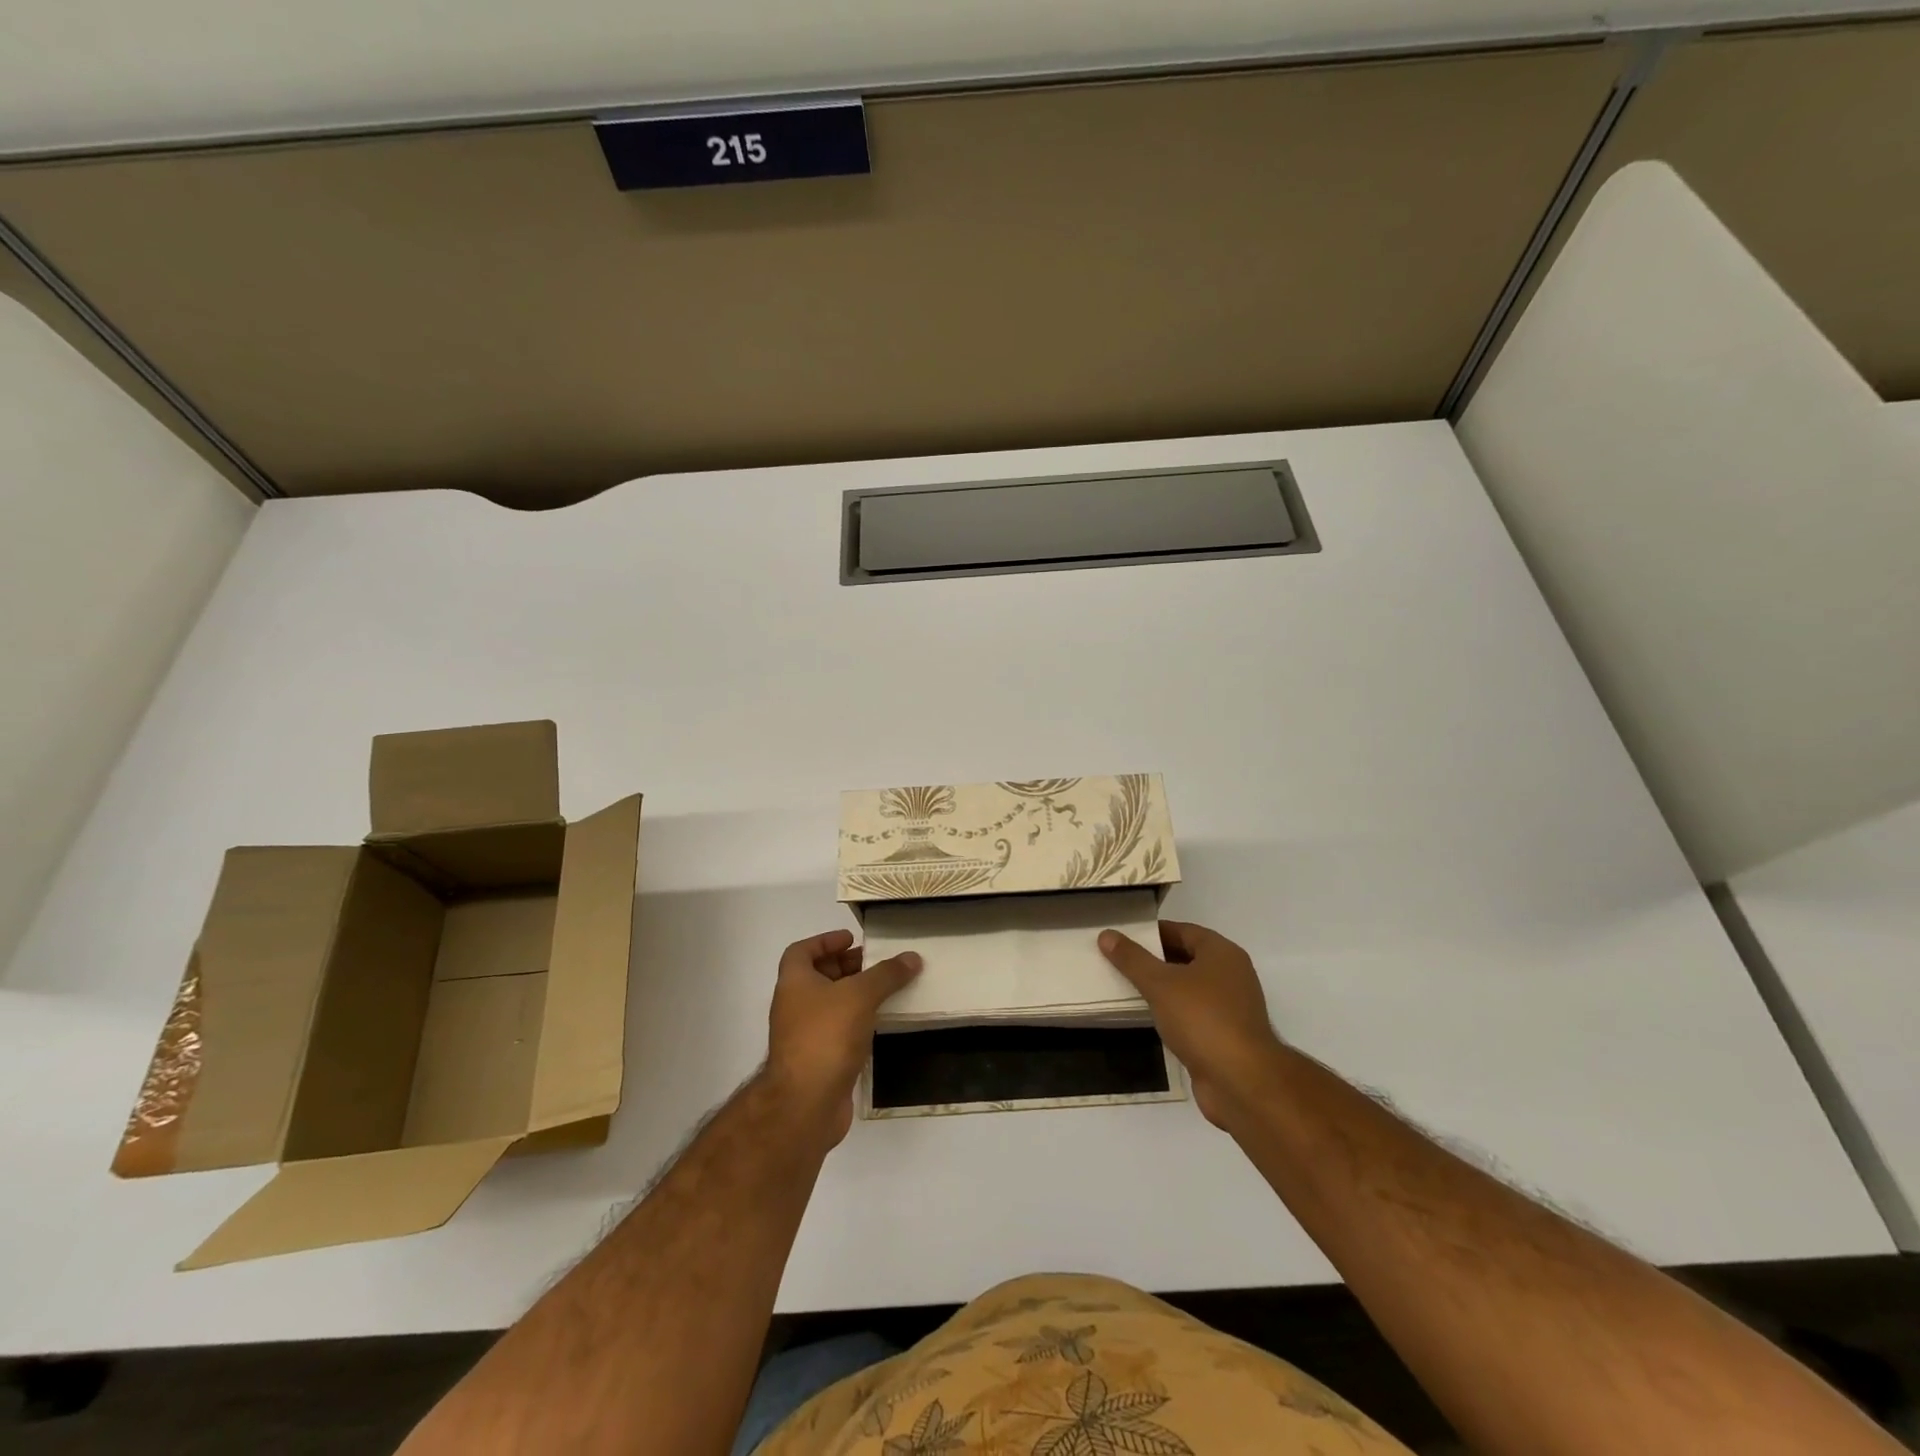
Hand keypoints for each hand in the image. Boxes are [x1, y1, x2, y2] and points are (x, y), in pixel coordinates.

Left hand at [765, 929, 921, 1146]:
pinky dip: (857, 1022)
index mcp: (794, 982)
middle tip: (876, 963)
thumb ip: (886, 974)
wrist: (806, 1103)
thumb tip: (912, 957)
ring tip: (886, 989)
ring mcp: (803, 1035)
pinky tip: (881, 1023)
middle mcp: (794, 1006)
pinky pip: (838, 1031)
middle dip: (846, 967)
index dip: (825, 941)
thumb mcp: (860, 995)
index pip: (801, 951)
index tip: (851, 939)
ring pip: (830, 1005)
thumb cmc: (826, 1036)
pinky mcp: (818, 1060)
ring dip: (854, 995)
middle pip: (818, 976)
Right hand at [1099, 920, 1285, 1127]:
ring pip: (1189, 989)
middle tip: (1119, 961)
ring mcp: (1231, 1008)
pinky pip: (1192, 1014)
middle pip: (1186, 958)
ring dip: (1162, 989)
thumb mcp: (1160, 984)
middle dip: (1154, 960)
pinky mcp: (1225, 1036)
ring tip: (1126, 988)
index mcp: (1222, 953)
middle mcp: (1231, 975)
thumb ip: (1132, 959)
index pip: (1182, 930)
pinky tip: (1148, 1019)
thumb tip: (1107, 934)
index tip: (1123, 936)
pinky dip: (1172, 1013)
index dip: (1152, 932)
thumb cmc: (1202, 1020)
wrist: (1241, 1082)